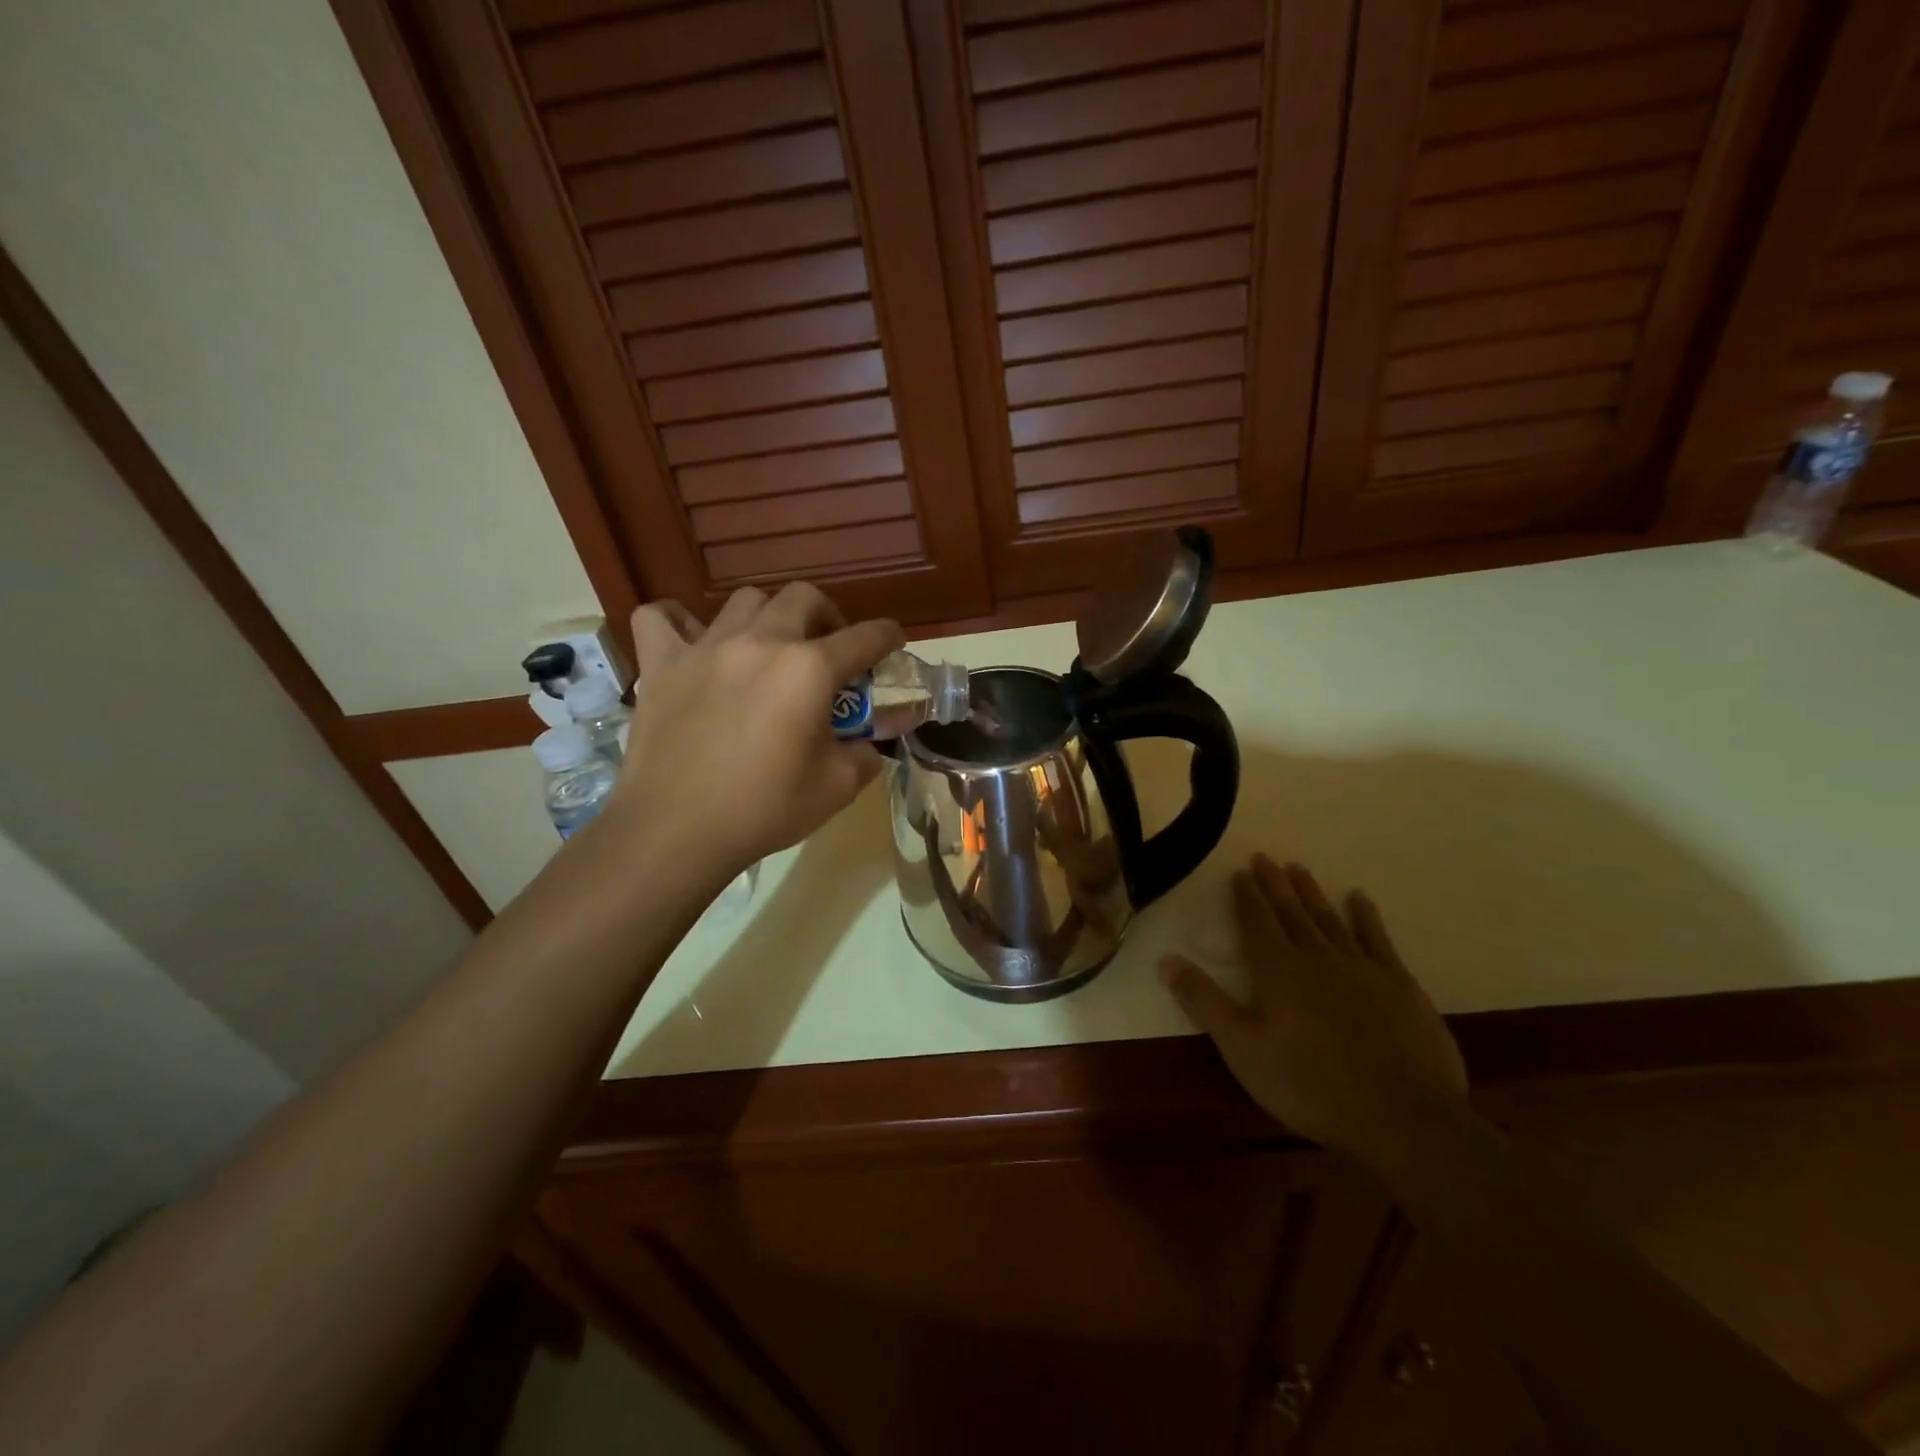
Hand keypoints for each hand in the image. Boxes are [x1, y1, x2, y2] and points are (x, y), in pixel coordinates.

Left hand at [610, 583, 903, 877]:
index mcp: (809, 670)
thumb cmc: (764, 809)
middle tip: (827, 650)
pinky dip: (678, 622)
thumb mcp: (837, 788)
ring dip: (768, 617)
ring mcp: (705, 648)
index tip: (892, 641)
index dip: (887, 637)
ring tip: (768, 650)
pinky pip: (661, 618)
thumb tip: (867, 745)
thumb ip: (864, 755)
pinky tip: (691, 643)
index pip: (864, 638)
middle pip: (804, 598)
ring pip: (745, 601)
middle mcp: (760, 642)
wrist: (677, 831)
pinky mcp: (661, 664)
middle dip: (827, 616)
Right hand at [1160, 855, 1468, 1163]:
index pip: (1256, 921)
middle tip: (1265, 858)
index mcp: (1277, 969)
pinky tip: (1358, 899)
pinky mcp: (1399, 984)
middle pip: (1291, 911)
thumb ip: (1204, 1002)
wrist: (1402, 1116)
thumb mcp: (1242, 1049)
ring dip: (1311, 893)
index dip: (1246, 896)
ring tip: (1299, 869)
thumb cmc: (1310, 1084)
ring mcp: (1361, 967)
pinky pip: (1377, 938)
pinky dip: (1366, 916)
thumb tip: (1165, 959)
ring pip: (1329, 918)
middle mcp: (1317, 956)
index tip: (1239, 872)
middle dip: (1275, 884)